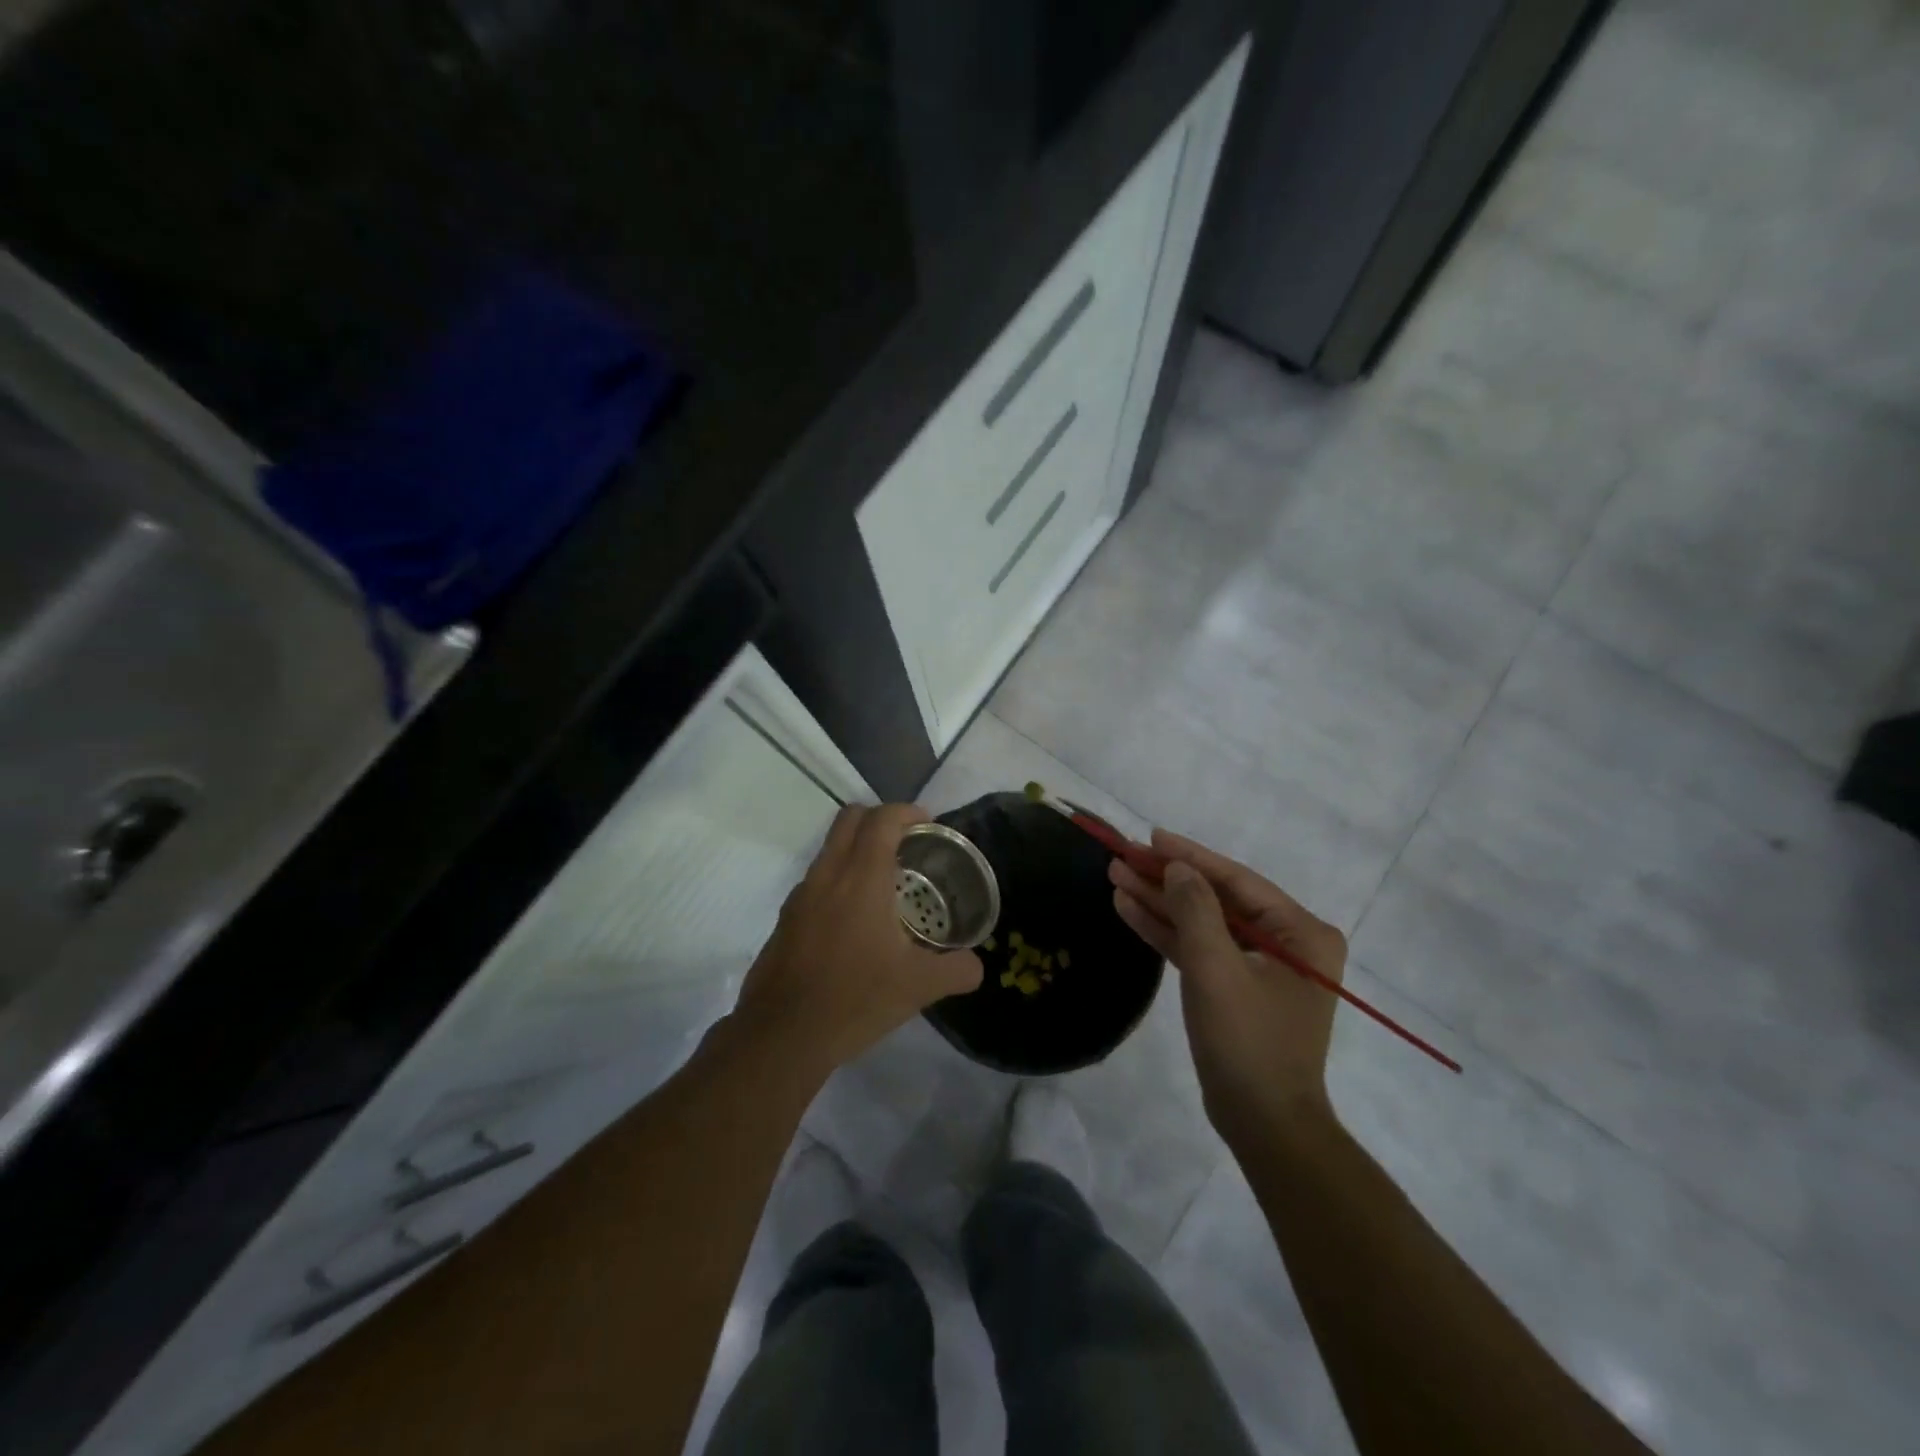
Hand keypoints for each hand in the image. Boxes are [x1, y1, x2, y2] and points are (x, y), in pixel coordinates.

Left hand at [732, 803, 982, 1078]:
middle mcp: (827, 875)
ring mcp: (801, 895)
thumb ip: (956, 970)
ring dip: (857, 849)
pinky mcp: (786, 918)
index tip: (928, 825)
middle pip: (850, 818)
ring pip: (830, 848)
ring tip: (886, 883)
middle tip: (907, 843)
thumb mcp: (918, 987)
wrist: (781, 1036)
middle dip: (880, 819)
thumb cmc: (854, 999)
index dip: (907, 812)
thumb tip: (976, 965)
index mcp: (861, 878)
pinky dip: (839, 879)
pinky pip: (817, 879)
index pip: (881, 819)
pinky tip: (855, 920)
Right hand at [1110, 831, 1345, 1144]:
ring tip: (1116, 876)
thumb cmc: (1248, 1043)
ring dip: (1160, 901)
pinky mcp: (1235, 985)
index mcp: (1301, 933)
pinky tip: (1129, 909)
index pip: (1237, 880)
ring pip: (1203, 921)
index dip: (1190, 856)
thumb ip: (1196, 911)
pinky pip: (1199, 947)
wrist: (1262, 1123)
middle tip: (1123, 856)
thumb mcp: (1217, 971)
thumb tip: (1177, 867)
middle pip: (1217, 898)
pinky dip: (1166, 931)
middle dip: (1168, 879)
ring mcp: (1260, 964)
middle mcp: (1287, 941)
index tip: (1150, 836)